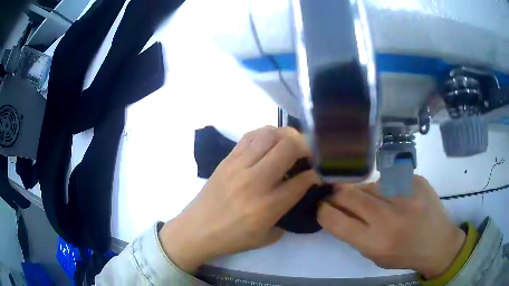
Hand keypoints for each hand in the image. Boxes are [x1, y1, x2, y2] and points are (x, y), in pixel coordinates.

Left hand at [159, 126, 319, 271]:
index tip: (318, 174)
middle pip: (288, 148)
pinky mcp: (227, 159)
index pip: (302, 181)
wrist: (197, 229)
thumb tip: (298, 193)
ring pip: (269, 135)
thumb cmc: (232, 238)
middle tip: (309, 154)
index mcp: (267, 206)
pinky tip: (271, 142)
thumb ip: (287, 215)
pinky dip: (266, 134)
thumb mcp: (267, 237)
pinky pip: (251, 136)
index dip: (316, 174)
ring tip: (291, 144)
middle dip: (306, 147)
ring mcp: (238, 166)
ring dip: (287, 136)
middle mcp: (255, 181)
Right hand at [317, 175, 465, 278]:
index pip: (336, 220)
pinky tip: (394, 196)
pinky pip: (389, 178)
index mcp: (376, 241)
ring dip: (364, 192)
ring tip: (374, 200)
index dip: (322, 211)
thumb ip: (355, 234)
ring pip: (369, 184)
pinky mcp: (416, 179)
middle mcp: (389, 216)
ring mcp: (405, 193)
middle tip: (336, 195)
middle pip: (349, 194)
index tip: (320, 206)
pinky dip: (385, 187)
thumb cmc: (404, 255)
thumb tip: (339, 210)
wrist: (438, 242)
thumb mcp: (375, 255)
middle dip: (337, 194)